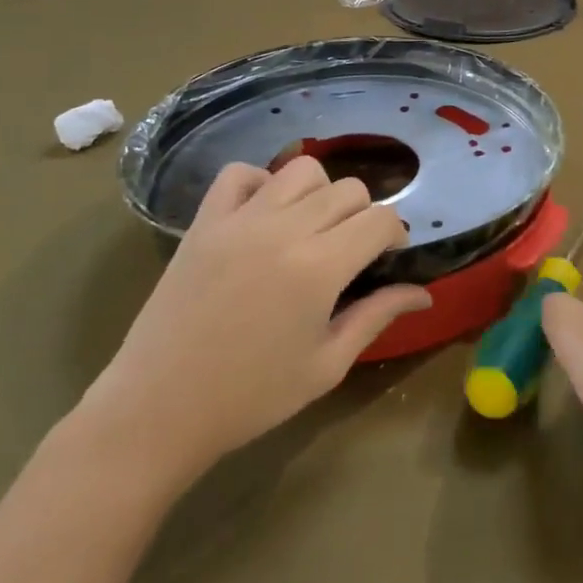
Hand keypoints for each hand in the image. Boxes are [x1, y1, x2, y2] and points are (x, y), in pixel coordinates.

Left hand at [74, 157, 430, 495]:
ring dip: (320, 194)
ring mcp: (239, 220)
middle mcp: (284, 229)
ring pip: (302, 171)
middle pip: (348, 189)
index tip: (388, 260)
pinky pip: (240, 174)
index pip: (381, 219)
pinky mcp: (204, 222)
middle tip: (352, 253)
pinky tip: (265, 216)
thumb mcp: (327, 364)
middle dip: (364, 215)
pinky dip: (261, 183)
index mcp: (320, 267)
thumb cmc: (251, 397)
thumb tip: (425, 293)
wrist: (157, 411)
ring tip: (311, 229)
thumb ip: (378, 316)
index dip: (396, 235)